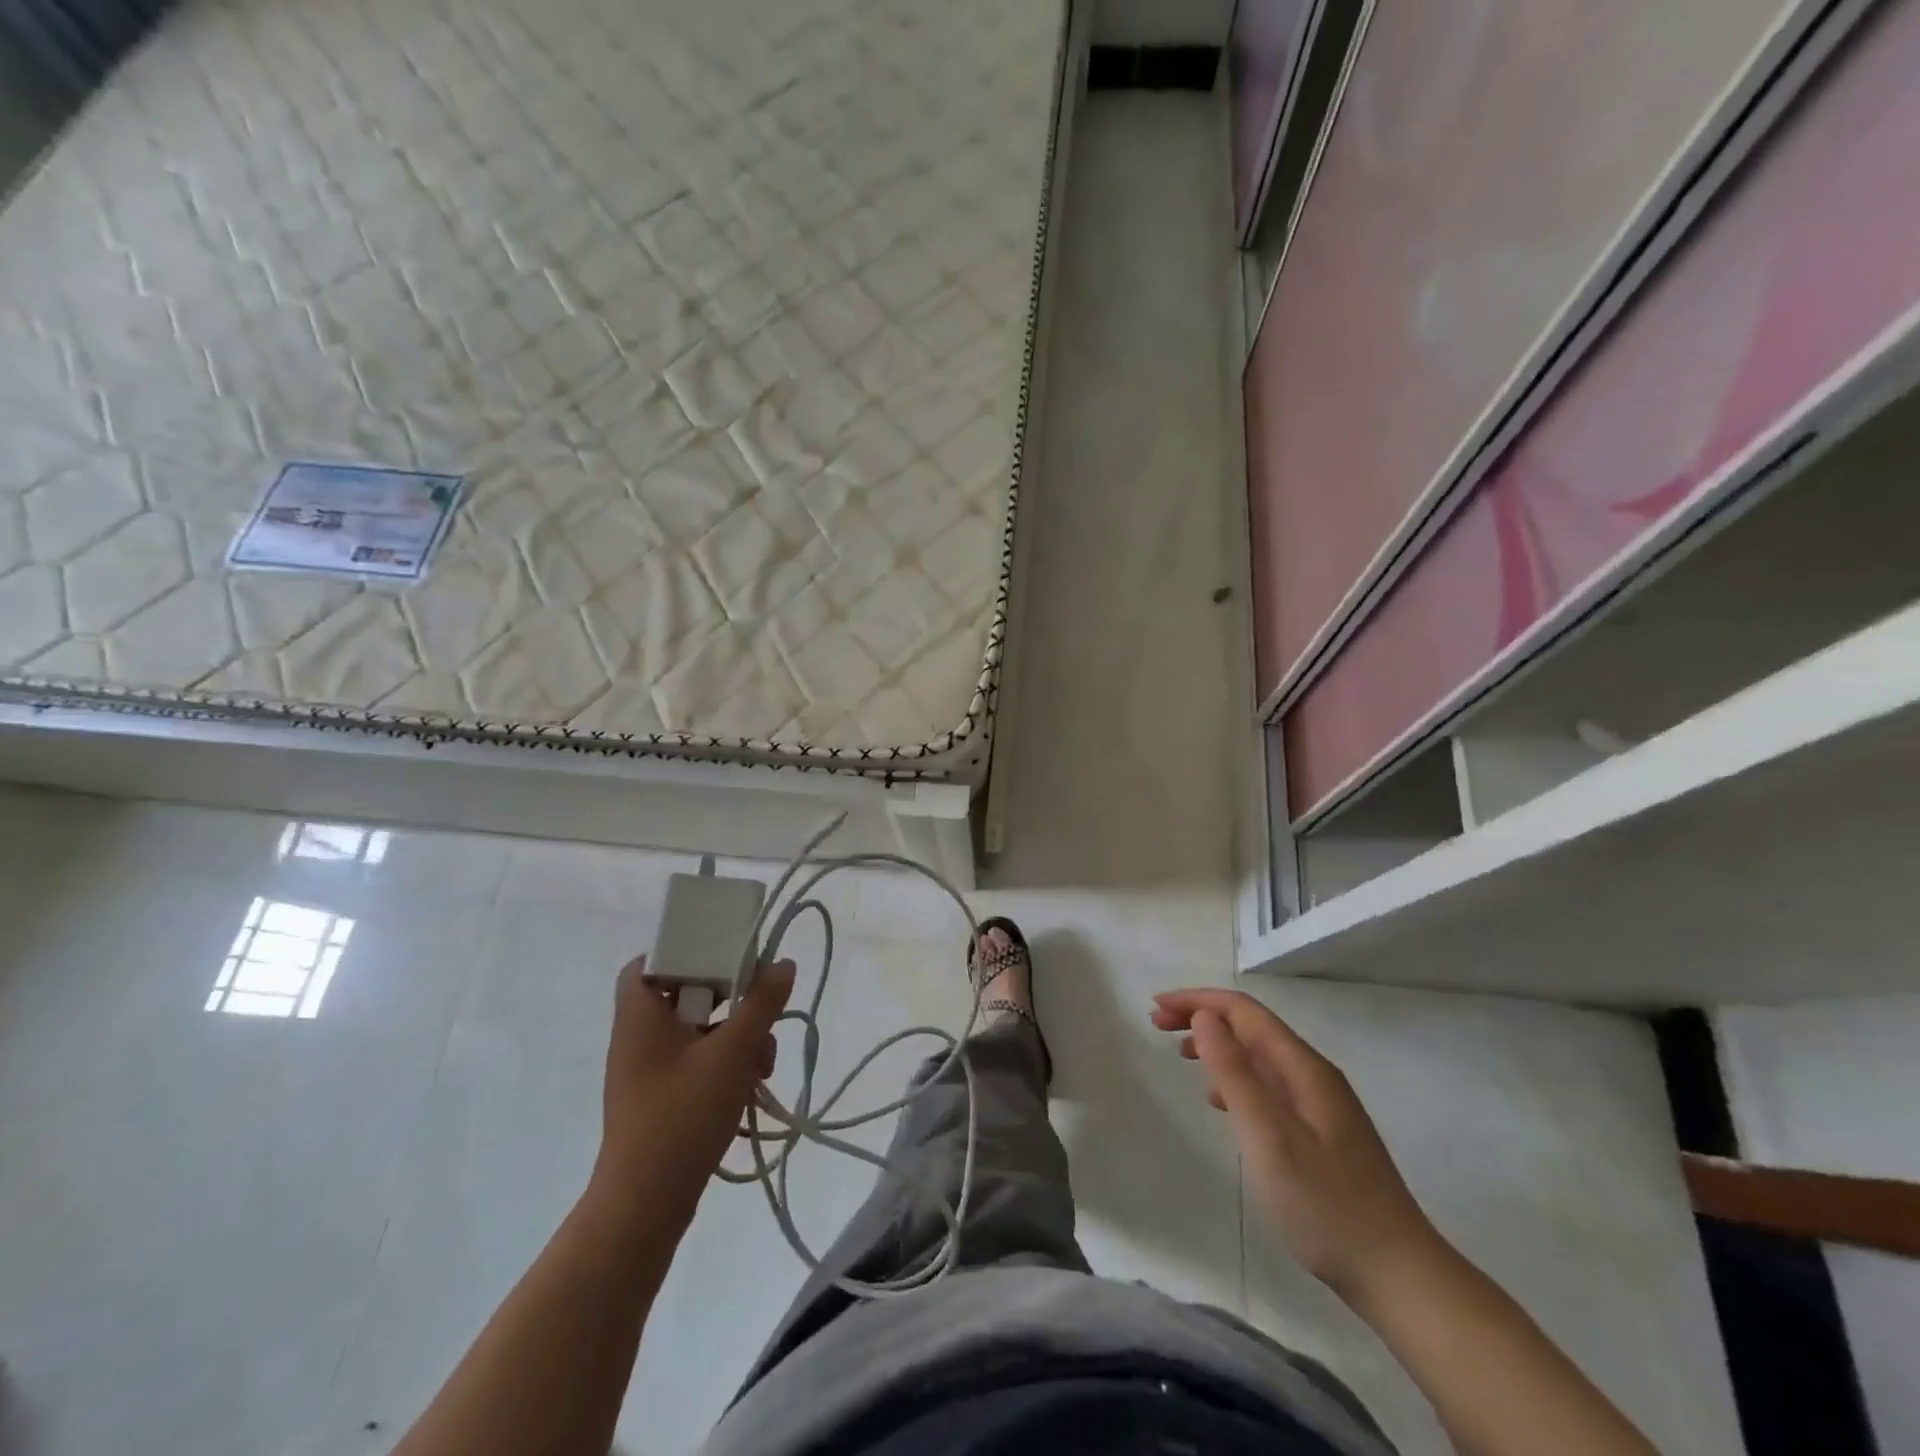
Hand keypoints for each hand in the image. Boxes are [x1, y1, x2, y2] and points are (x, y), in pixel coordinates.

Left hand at [594, 956, 794, 1226]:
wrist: (645, 1206)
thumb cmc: (682, 1115)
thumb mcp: (732, 1052)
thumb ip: (761, 1003)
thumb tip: (782, 963)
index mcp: (640, 1015)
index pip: (649, 962)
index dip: (684, 951)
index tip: (723, 955)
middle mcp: (638, 1037)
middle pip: (685, 994)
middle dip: (730, 1002)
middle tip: (759, 1008)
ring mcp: (647, 1071)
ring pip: (698, 1031)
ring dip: (735, 1038)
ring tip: (763, 1063)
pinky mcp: (660, 1098)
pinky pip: (695, 1062)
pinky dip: (724, 1065)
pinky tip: (751, 1086)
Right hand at [1153, 989, 1442, 1307]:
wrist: (1400, 1277)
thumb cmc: (1327, 1207)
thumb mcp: (1269, 1137)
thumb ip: (1235, 1074)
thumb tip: (1204, 1017)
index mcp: (1303, 1068)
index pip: (1243, 1011)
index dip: (1197, 1001)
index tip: (1156, 1008)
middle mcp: (1313, 1075)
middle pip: (1251, 1027)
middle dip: (1202, 1017)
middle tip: (1157, 1027)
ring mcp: (1321, 1105)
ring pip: (1259, 1056)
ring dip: (1217, 1046)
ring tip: (1180, 1055)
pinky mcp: (1321, 1134)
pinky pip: (1268, 1085)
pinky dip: (1235, 1078)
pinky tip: (1221, 1101)